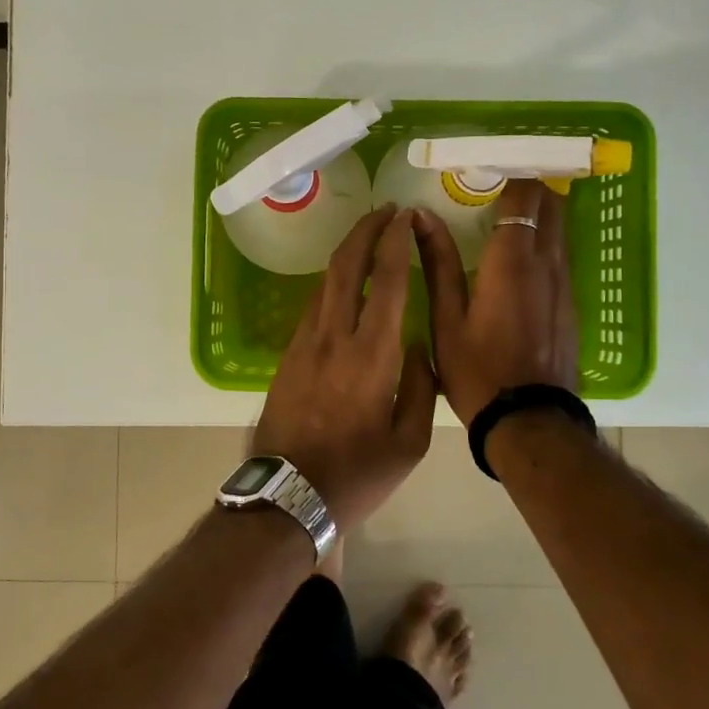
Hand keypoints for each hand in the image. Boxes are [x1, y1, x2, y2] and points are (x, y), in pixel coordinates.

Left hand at [253, 206, 436, 529]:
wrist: (287, 496)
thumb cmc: (357, 474)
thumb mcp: (410, 442)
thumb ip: (421, 386)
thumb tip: (418, 346)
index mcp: (372, 355)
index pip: (386, 280)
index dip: (395, 241)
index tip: (404, 216)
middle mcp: (335, 337)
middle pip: (346, 266)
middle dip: (365, 231)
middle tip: (384, 212)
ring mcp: (305, 344)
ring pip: (325, 283)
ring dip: (346, 253)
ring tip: (367, 239)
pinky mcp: (287, 356)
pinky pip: (313, 306)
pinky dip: (332, 283)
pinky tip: (344, 285)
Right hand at [415, 180, 578, 424]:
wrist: (530, 421)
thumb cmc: (477, 370)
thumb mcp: (446, 318)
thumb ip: (437, 262)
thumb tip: (421, 217)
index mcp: (512, 262)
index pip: (524, 196)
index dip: (509, 174)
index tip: (486, 168)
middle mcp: (547, 264)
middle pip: (550, 204)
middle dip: (528, 186)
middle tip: (494, 185)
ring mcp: (565, 284)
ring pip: (559, 230)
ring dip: (539, 213)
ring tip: (505, 213)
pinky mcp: (571, 304)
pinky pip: (561, 256)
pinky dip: (544, 241)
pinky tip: (520, 256)